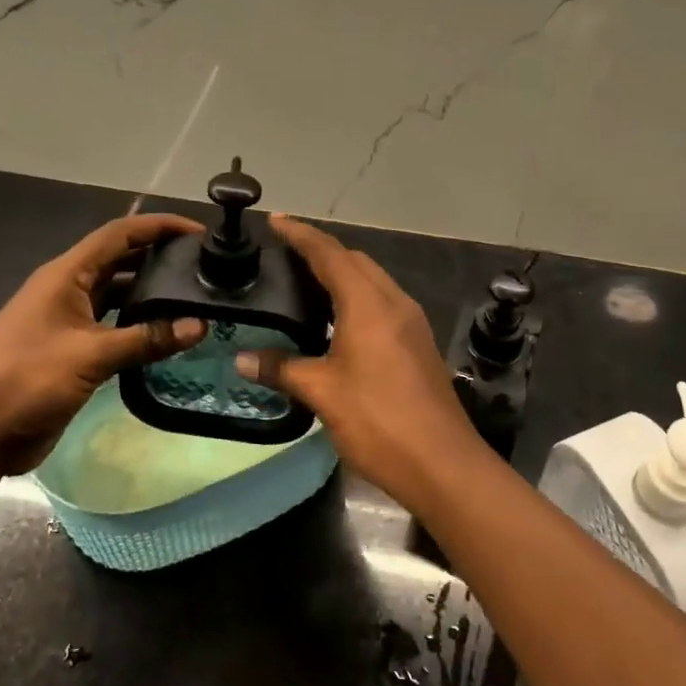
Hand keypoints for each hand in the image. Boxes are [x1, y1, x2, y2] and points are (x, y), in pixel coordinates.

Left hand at [0, 214, 206, 496]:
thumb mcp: (89, 356)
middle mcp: (68, 290)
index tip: (198, 232)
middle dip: (159, 257)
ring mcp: (69, 322)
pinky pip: (113, 328)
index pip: (119, 234)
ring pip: (118, 295)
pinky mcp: (72, 352)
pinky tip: (168, 335)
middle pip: (121, 260)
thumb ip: (146, 339)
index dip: (159, 226)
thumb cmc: (24, 380)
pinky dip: (139, 326)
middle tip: (205, 266)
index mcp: (66, 275)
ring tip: (195, 296)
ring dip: (151, 294)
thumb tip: (199, 325)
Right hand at [235, 214, 483, 507]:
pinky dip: (357, 298)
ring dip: (342, 274)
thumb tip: (242, 359)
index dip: (301, 235)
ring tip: (306, 285)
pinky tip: (337, 322)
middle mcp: (394, 303)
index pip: (330, 254)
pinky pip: (383, 304)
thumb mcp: (322, 393)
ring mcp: (412, 323)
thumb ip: (282, 369)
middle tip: (286, 256)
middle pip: (356, 261)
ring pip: (373, 282)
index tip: (276, 221)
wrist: (443, 464)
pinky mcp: (418, 344)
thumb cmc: (379, 421)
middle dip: (322, 251)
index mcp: (368, 304)